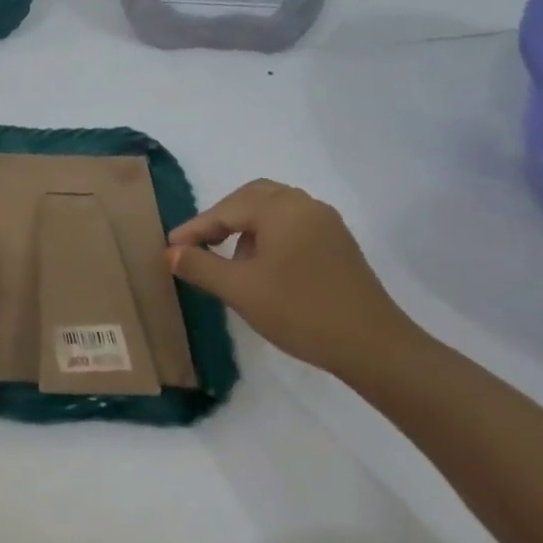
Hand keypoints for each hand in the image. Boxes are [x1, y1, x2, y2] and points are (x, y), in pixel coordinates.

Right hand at [167, 180, 421, 380]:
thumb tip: (171, 253)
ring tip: (227, 257)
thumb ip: (200, 266)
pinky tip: (261, 266)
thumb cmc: (299, 311)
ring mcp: (326, 224)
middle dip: (221, 217)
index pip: (226, 209)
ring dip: (245, 226)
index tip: (169, 247)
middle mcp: (305, 205)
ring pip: (274, 210)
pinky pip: (293, 225)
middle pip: (252, 197)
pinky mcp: (338, 244)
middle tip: (198, 243)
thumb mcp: (240, 290)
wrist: (373, 346)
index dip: (195, 228)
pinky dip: (268, 235)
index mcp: (281, 209)